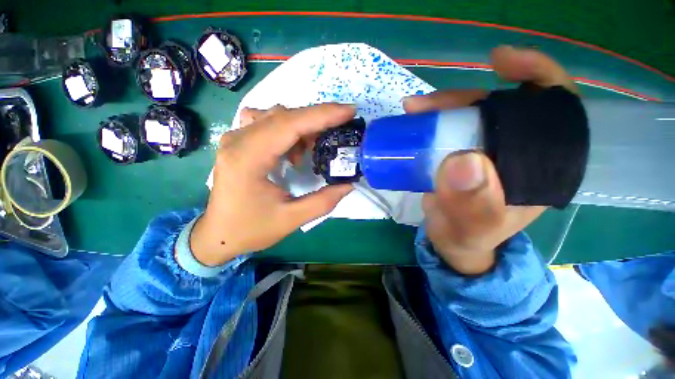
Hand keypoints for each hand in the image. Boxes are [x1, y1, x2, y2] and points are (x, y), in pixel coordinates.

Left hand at [189, 104, 354, 265]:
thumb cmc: (250, 229)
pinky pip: (268, 123)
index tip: (349, 112)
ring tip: (314, 148)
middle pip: (283, 115)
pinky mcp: (239, 142)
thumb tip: (348, 185)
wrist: (218, 235)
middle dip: (317, 119)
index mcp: (248, 159)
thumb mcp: (291, 219)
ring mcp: (236, 138)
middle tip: (341, 129)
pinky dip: (289, 131)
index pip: (289, 125)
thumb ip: (323, 202)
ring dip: (302, 126)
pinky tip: (294, 152)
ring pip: (276, 116)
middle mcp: (238, 140)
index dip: (322, 115)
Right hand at [404, 46, 576, 274]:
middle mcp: (514, 151)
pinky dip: (432, 119)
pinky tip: (416, 119)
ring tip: (413, 110)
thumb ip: (472, 205)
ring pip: (469, 115)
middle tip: (425, 105)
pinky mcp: (459, 153)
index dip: (535, 75)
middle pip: (498, 106)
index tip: (500, 62)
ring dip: (440, 108)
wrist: (453, 242)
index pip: (554, 109)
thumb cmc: (469, 238)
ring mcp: (484, 150)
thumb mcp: (472, 228)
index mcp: (538, 165)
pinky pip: (448, 128)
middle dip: (463, 98)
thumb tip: (463, 162)